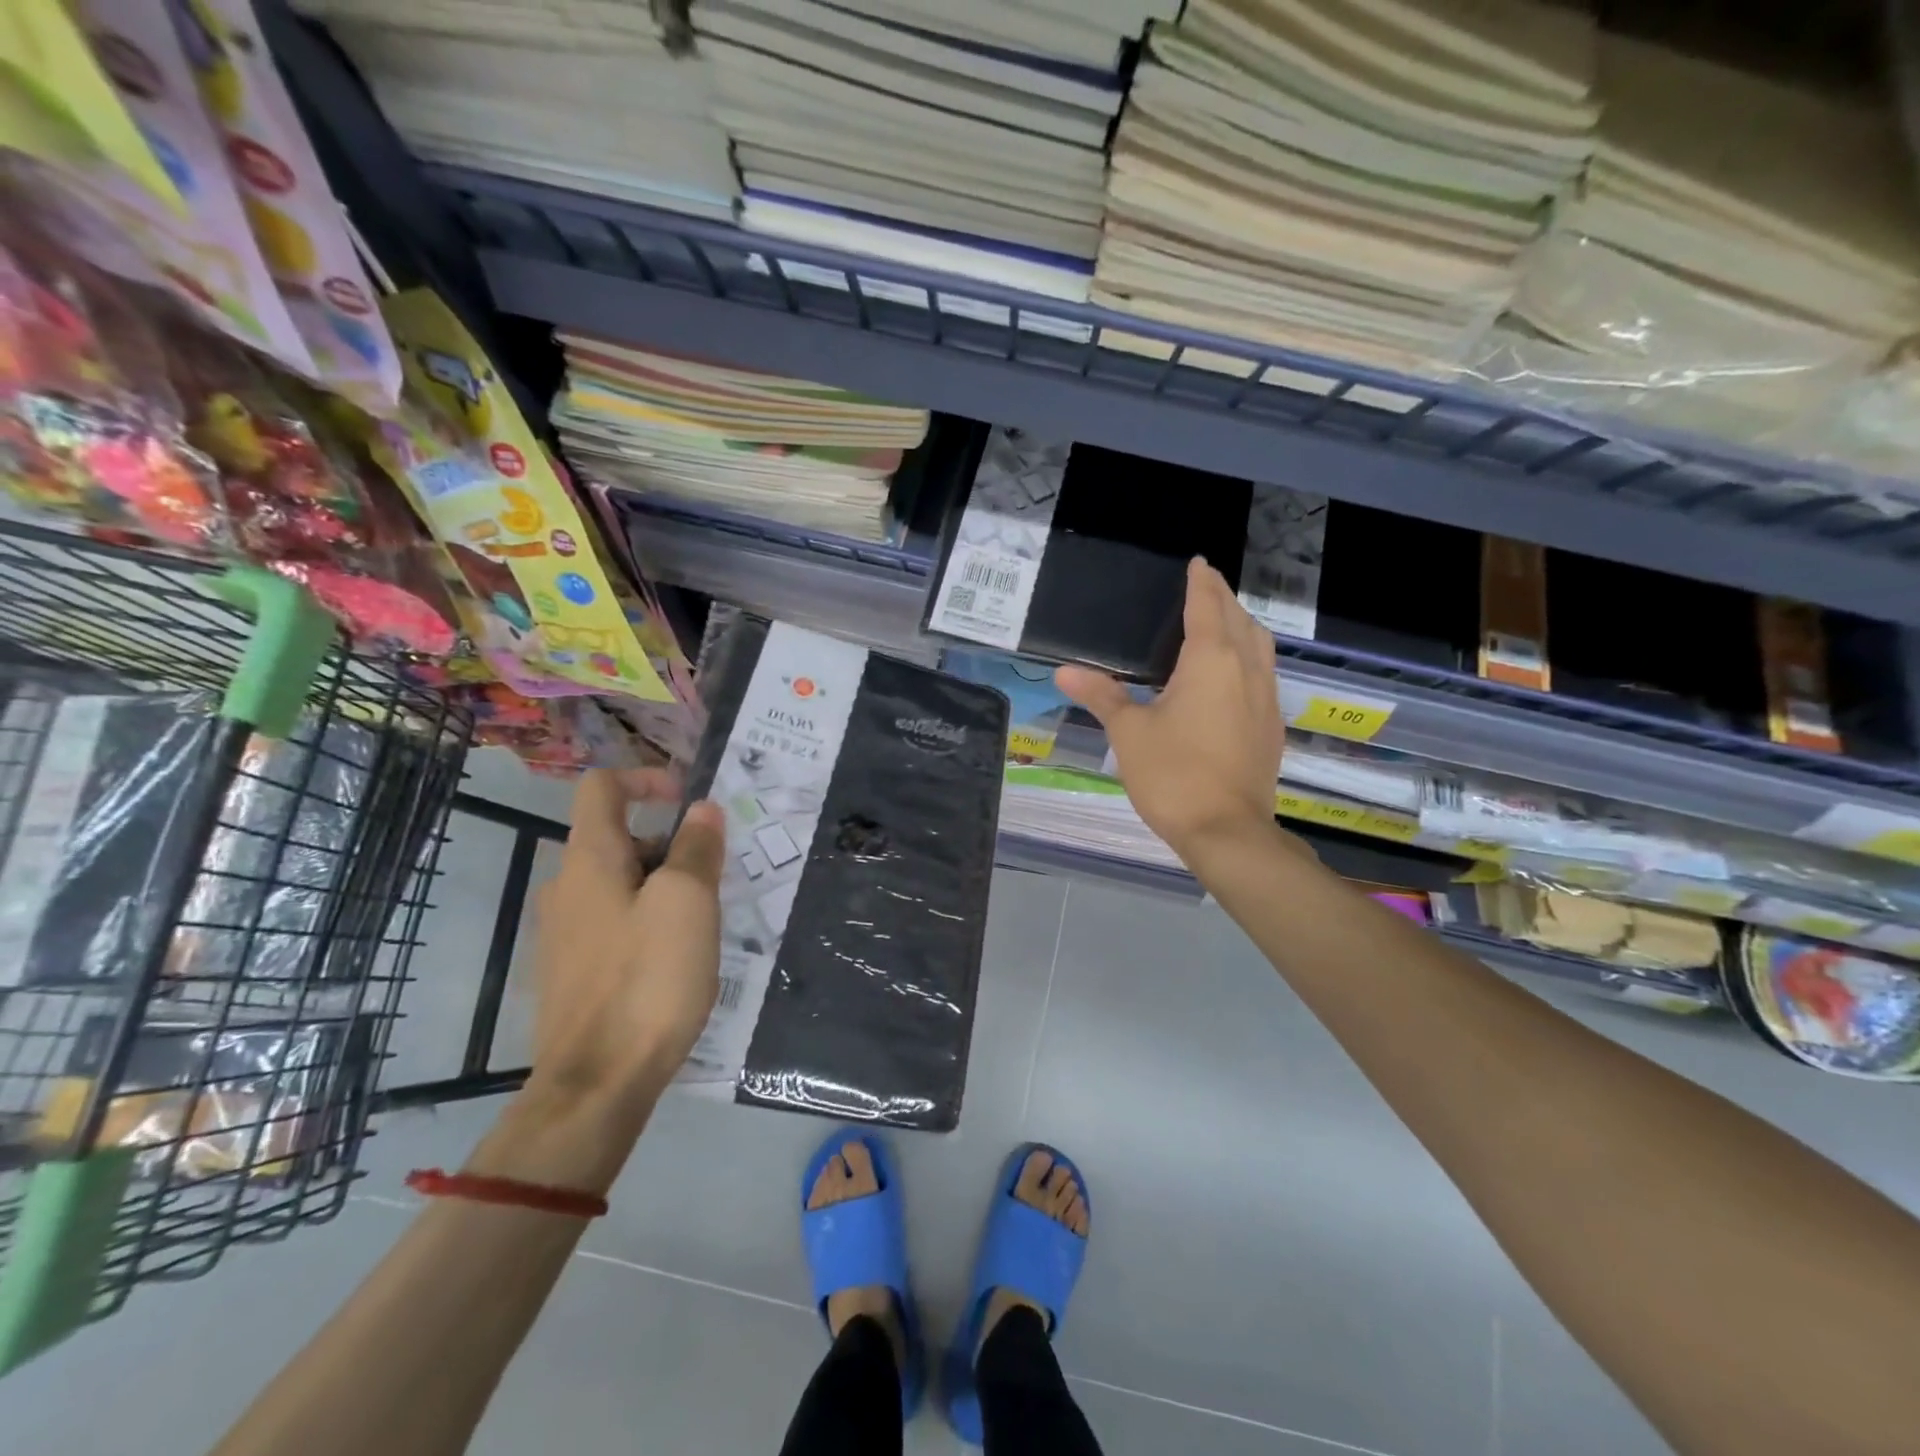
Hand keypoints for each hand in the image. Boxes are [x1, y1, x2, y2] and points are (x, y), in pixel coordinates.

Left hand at [525, 769, 724, 1117]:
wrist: (598, 1083)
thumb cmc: (648, 978)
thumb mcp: (688, 901)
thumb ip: (696, 847)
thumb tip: (702, 809)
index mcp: (589, 860)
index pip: (602, 787)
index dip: (647, 778)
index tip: (689, 801)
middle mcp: (566, 887)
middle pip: (619, 837)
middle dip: (671, 843)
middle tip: (714, 876)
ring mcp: (564, 933)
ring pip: (621, 883)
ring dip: (664, 885)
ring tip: (704, 920)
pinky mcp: (573, 971)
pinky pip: (615, 922)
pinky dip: (648, 919)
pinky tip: (676, 958)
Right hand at [1056, 558, 1283, 860]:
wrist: (1227, 831)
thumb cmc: (1173, 775)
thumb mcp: (1129, 732)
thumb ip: (1102, 695)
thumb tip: (1064, 672)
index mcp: (1211, 661)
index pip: (1207, 606)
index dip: (1201, 583)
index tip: (1198, 563)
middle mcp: (1246, 670)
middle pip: (1240, 620)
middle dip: (1223, 599)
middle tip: (1206, 586)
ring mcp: (1266, 699)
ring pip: (1260, 646)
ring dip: (1242, 625)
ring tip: (1223, 621)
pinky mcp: (1271, 727)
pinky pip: (1264, 673)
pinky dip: (1250, 656)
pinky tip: (1234, 674)